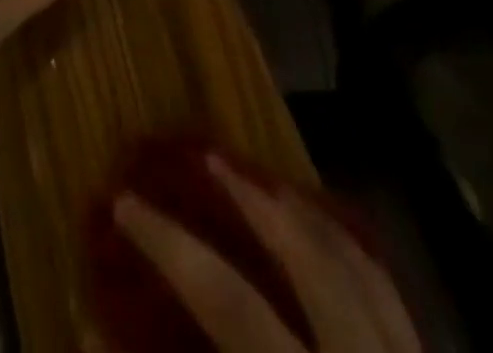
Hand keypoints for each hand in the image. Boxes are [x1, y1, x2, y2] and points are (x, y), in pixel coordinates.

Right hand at [113, 156, 420, 352]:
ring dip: (309, 218)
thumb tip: (97, 336)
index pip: (232, 307)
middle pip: (314, 266)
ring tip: (266, 182)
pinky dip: (354, 257)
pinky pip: (396, 303)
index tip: (124, 202)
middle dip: (256, 202)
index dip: (171, 247)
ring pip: (365, 272)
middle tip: (209, 158)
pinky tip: (329, 242)